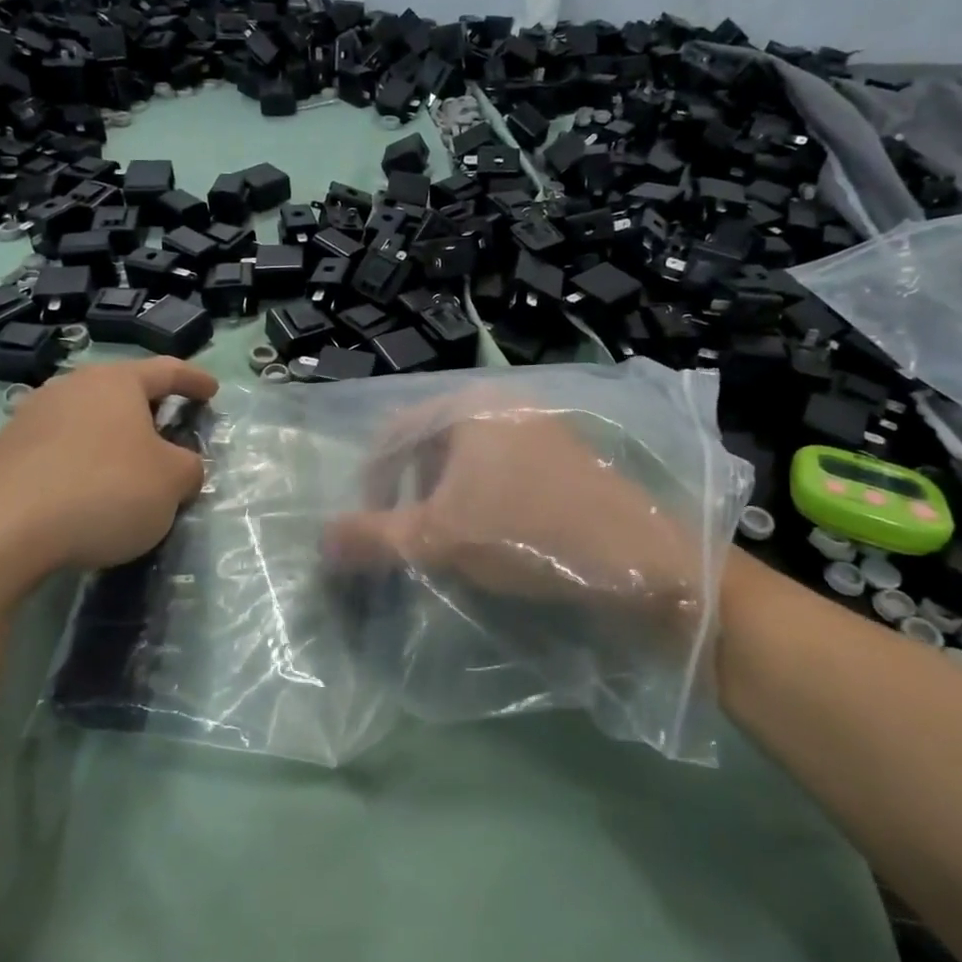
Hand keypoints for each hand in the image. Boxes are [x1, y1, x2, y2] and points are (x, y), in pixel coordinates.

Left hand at [0, 357, 217, 593]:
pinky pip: (60, 450)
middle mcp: (72, 388)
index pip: (167, 370)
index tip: (212, 389)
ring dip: (113, 440)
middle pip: (121, 392)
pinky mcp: (4, 454)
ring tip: (128, 469)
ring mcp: (31, 418)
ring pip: (88, 421)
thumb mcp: (171, 483)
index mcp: (116, 382)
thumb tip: (181, 466)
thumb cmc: (103, 490)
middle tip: (170, 431)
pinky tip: (87, 495)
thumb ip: (189, 468)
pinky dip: (82, 464)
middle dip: (149, 411)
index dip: (194, 379)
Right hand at [321, 400, 703, 638]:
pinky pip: (505, 469)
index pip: (394, 432)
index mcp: (469, 405)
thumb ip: (372, 537)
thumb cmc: (528, 534)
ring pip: (469, 457)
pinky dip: (484, 497)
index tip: (370, 525)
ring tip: (448, 539)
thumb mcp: (437, 538)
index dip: (372, 480)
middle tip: (408, 534)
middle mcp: (504, 402)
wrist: (641, 559)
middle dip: (410, 489)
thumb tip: (320, 540)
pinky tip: (496, 535)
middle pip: (431, 442)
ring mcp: (542, 426)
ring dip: (446, 496)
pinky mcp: (568, 456)